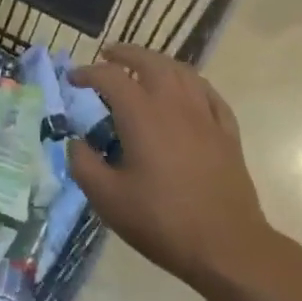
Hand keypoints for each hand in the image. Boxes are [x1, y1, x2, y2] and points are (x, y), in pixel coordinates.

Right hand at [66, 44, 274, 292]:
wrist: (227, 247)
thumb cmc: (162, 221)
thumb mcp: (108, 199)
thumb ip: (83, 164)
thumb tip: (76, 142)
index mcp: (142, 114)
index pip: (110, 77)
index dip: (87, 73)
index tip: (73, 80)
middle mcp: (174, 104)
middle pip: (150, 62)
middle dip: (126, 53)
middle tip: (108, 55)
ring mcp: (205, 116)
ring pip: (181, 71)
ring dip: (158, 62)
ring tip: (144, 66)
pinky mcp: (227, 133)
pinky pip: (208, 93)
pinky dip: (191, 82)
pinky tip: (187, 90)